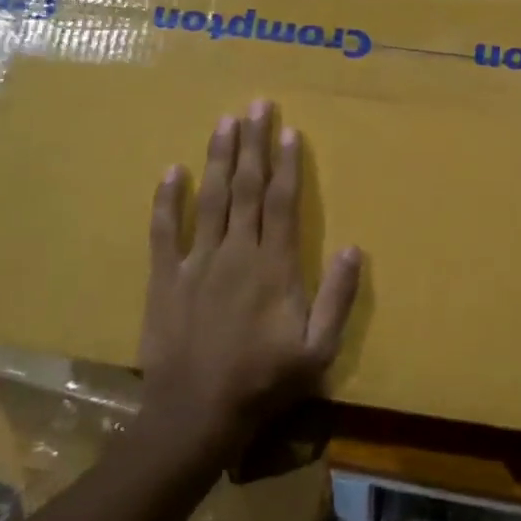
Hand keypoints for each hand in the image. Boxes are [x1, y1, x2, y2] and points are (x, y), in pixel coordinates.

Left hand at [138, 100, 361, 470]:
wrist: (196, 415)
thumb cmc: (264, 382)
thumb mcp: (318, 349)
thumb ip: (338, 297)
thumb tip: (355, 248)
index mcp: (274, 266)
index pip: (283, 202)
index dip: (287, 164)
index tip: (290, 131)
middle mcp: (237, 253)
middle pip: (246, 188)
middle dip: (253, 144)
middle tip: (256, 105)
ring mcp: (197, 263)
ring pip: (210, 199)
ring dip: (218, 158)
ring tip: (224, 121)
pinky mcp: (165, 279)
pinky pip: (165, 232)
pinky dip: (167, 201)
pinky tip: (171, 171)